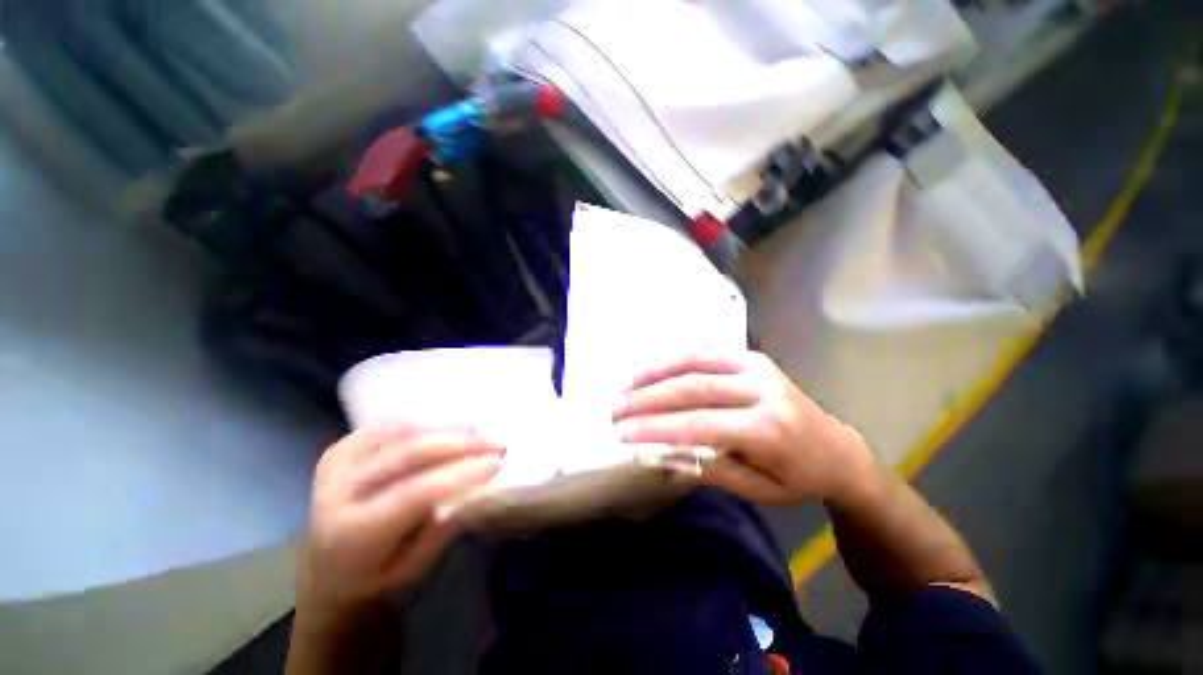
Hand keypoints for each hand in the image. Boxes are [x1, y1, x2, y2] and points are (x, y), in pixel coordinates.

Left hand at [297, 425, 503, 616]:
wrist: (321, 566)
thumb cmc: (372, 573)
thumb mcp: (410, 568)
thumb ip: (440, 529)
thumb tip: (474, 487)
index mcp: (352, 532)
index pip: (413, 492)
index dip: (459, 473)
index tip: (496, 462)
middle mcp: (336, 490)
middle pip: (408, 452)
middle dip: (460, 443)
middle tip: (496, 443)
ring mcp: (336, 463)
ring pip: (402, 432)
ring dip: (447, 429)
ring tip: (478, 433)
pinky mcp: (341, 448)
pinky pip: (390, 426)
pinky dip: (424, 425)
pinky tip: (447, 431)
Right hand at [612, 351, 873, 504]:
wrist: (838, 449)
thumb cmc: (798, 477)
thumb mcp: (758, 491)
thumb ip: (709, 470)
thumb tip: (662, 456)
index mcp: (768, 429)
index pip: (699, 425)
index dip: (657, 428)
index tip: (624, 433)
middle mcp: (762, 390)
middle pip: (693, 388)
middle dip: (648, 398)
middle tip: (616, 407)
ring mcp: (757, 367)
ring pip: (695, 362)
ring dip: (655, 373)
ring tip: (625, 385)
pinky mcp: (752, 357)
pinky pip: (705, 353)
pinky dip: (673, 360)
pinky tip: (651, 369)